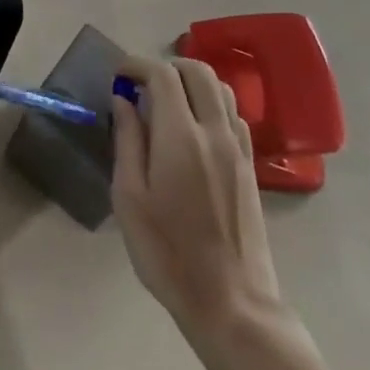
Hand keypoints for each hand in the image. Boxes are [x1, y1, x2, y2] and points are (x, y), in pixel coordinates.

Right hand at [110, 55, 285, 352]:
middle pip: (198, 71)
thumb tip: (123, 101)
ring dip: (191, 83)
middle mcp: (214, 133)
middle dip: (166, 66)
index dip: (137, 64)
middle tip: (142, 86)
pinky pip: (234, 115)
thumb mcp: (129, 197)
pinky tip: (194, 129)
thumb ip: (127, 140)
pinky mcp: (250, 168)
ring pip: (221, 89)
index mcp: (180, 136)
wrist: (232, 305)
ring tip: (167, 103)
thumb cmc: (168, 252)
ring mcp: (238, 150)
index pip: (162, 74)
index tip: (118, 76)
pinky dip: (212, 105)